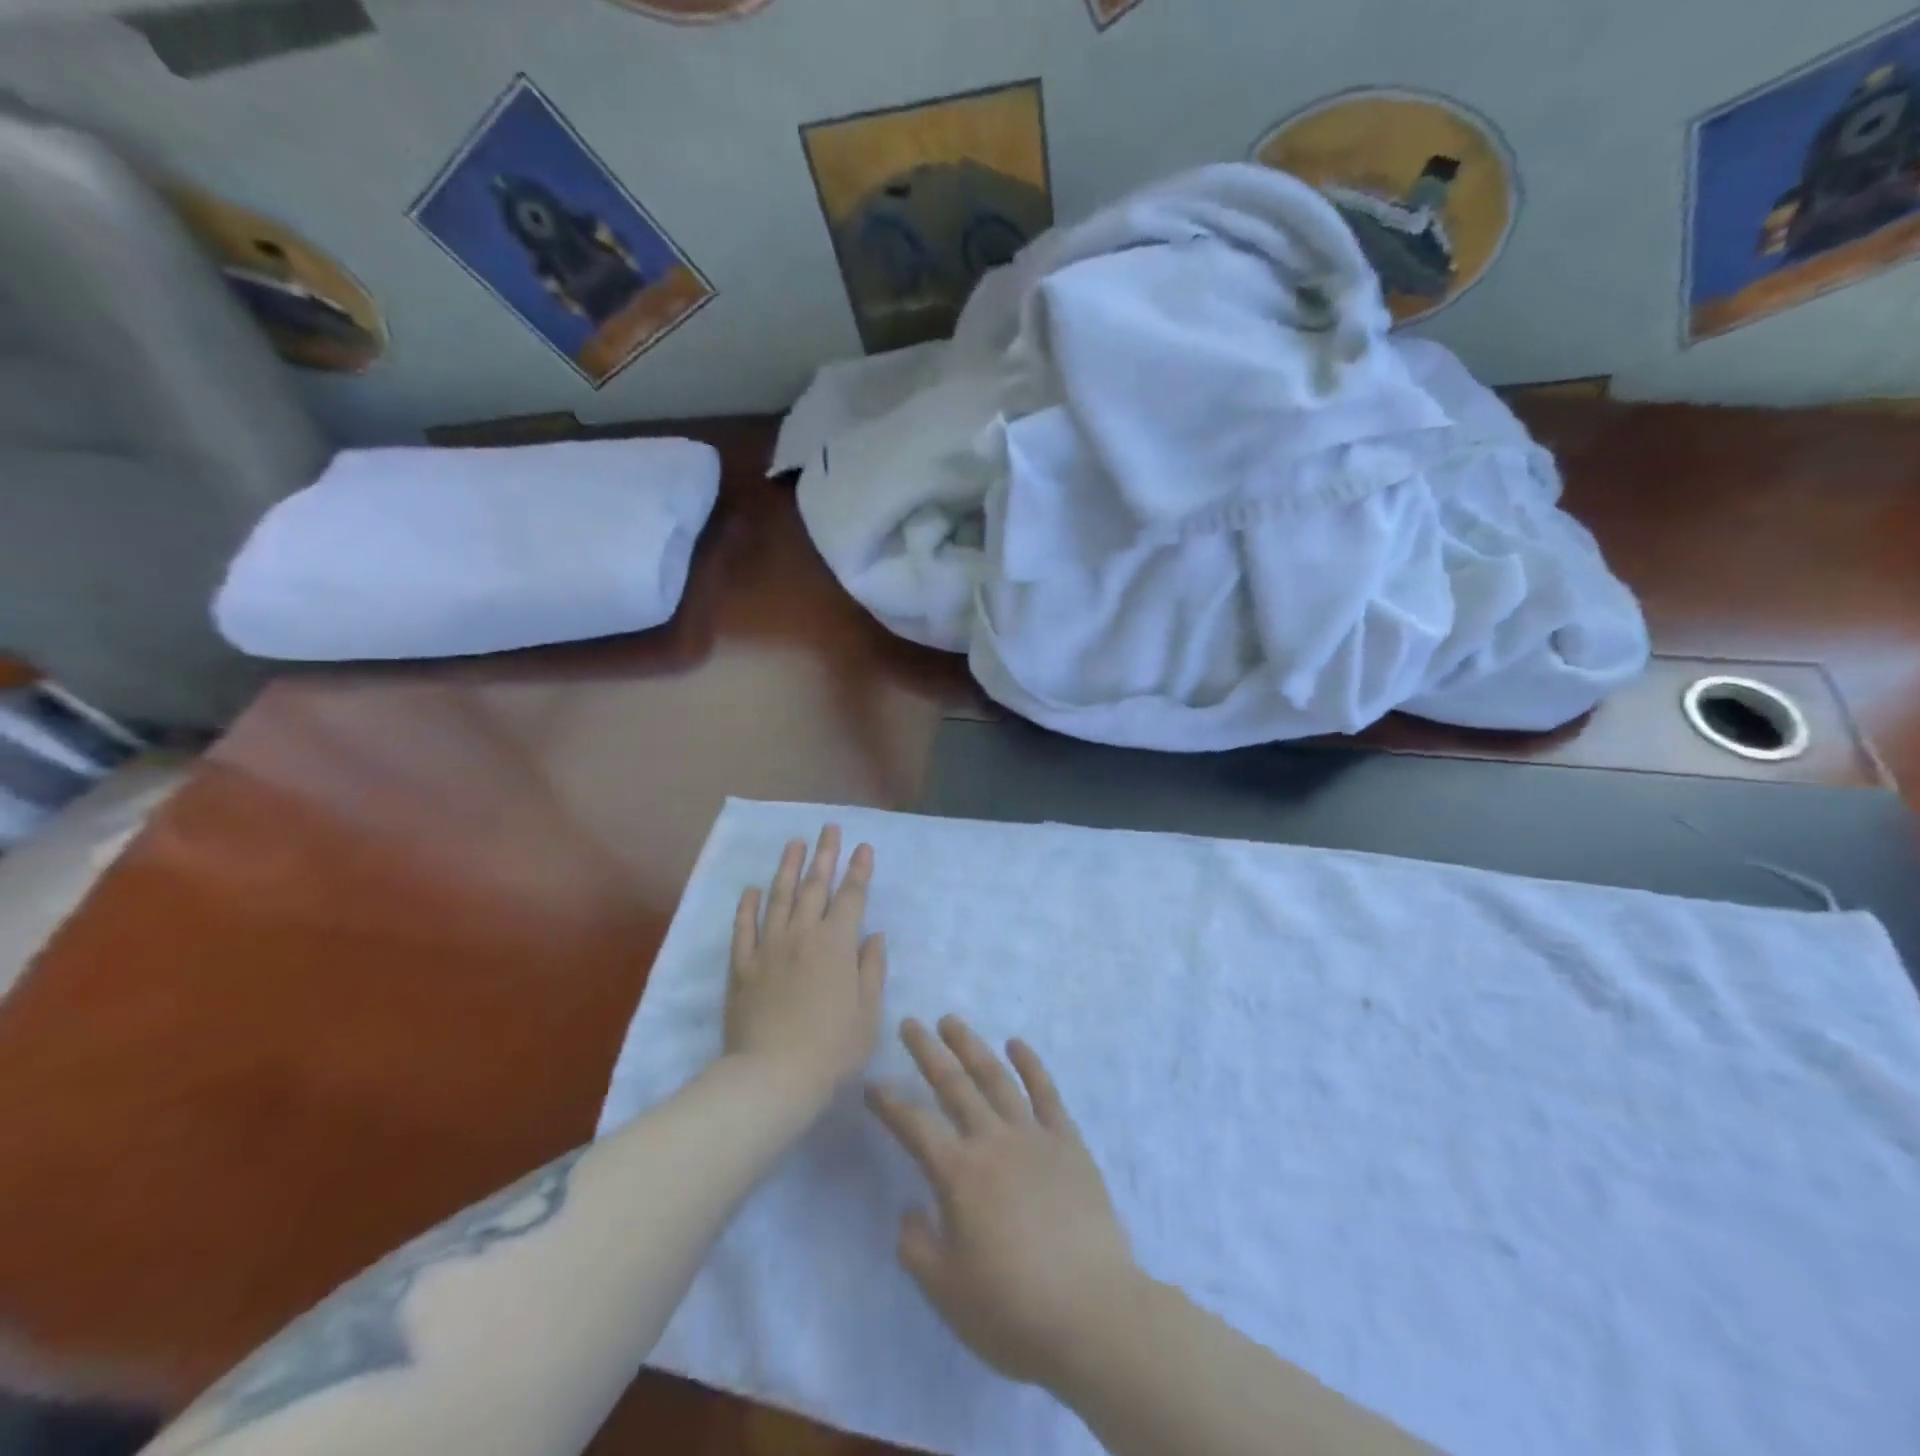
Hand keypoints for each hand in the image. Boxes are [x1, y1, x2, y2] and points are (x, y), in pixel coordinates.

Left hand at [725, 825, 886, 1106]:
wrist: (773, 1075)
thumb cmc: (832, 1047)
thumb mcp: (868, 1012)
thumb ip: (871, 969)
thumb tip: (873, 936)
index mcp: (837, 944)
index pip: (851, 897)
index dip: (859, 870)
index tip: (863, 846)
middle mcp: (803, 935)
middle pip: (815, 886)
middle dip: (825, 855)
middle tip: (829, 828)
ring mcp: (769, 948)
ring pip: (779, 897)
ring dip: (788, 867)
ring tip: (794, 843)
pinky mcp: (742, 966)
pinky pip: (744, 927)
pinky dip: (748, 906)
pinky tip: (752, 889)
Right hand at [866, 1016, 1140, 1389]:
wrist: (1094, 1315)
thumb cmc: (1014, 1311)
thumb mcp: (947, 1293)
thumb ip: (917, 1247)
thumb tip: (910, 1211)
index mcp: (959, 1175)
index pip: (914, 1126)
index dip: (889, 1103)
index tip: (872, 1083)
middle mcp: (993, 1142)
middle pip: (954, 1085)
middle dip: (927, 1052)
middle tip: (910, 1023)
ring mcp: (1034, 1137)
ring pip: (996, 1078)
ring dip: (971, 1046)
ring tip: (952, 1022)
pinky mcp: (1069, 1143)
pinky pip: (1046, 1093)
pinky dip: (1031, 1064)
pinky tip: (1017, 1044)